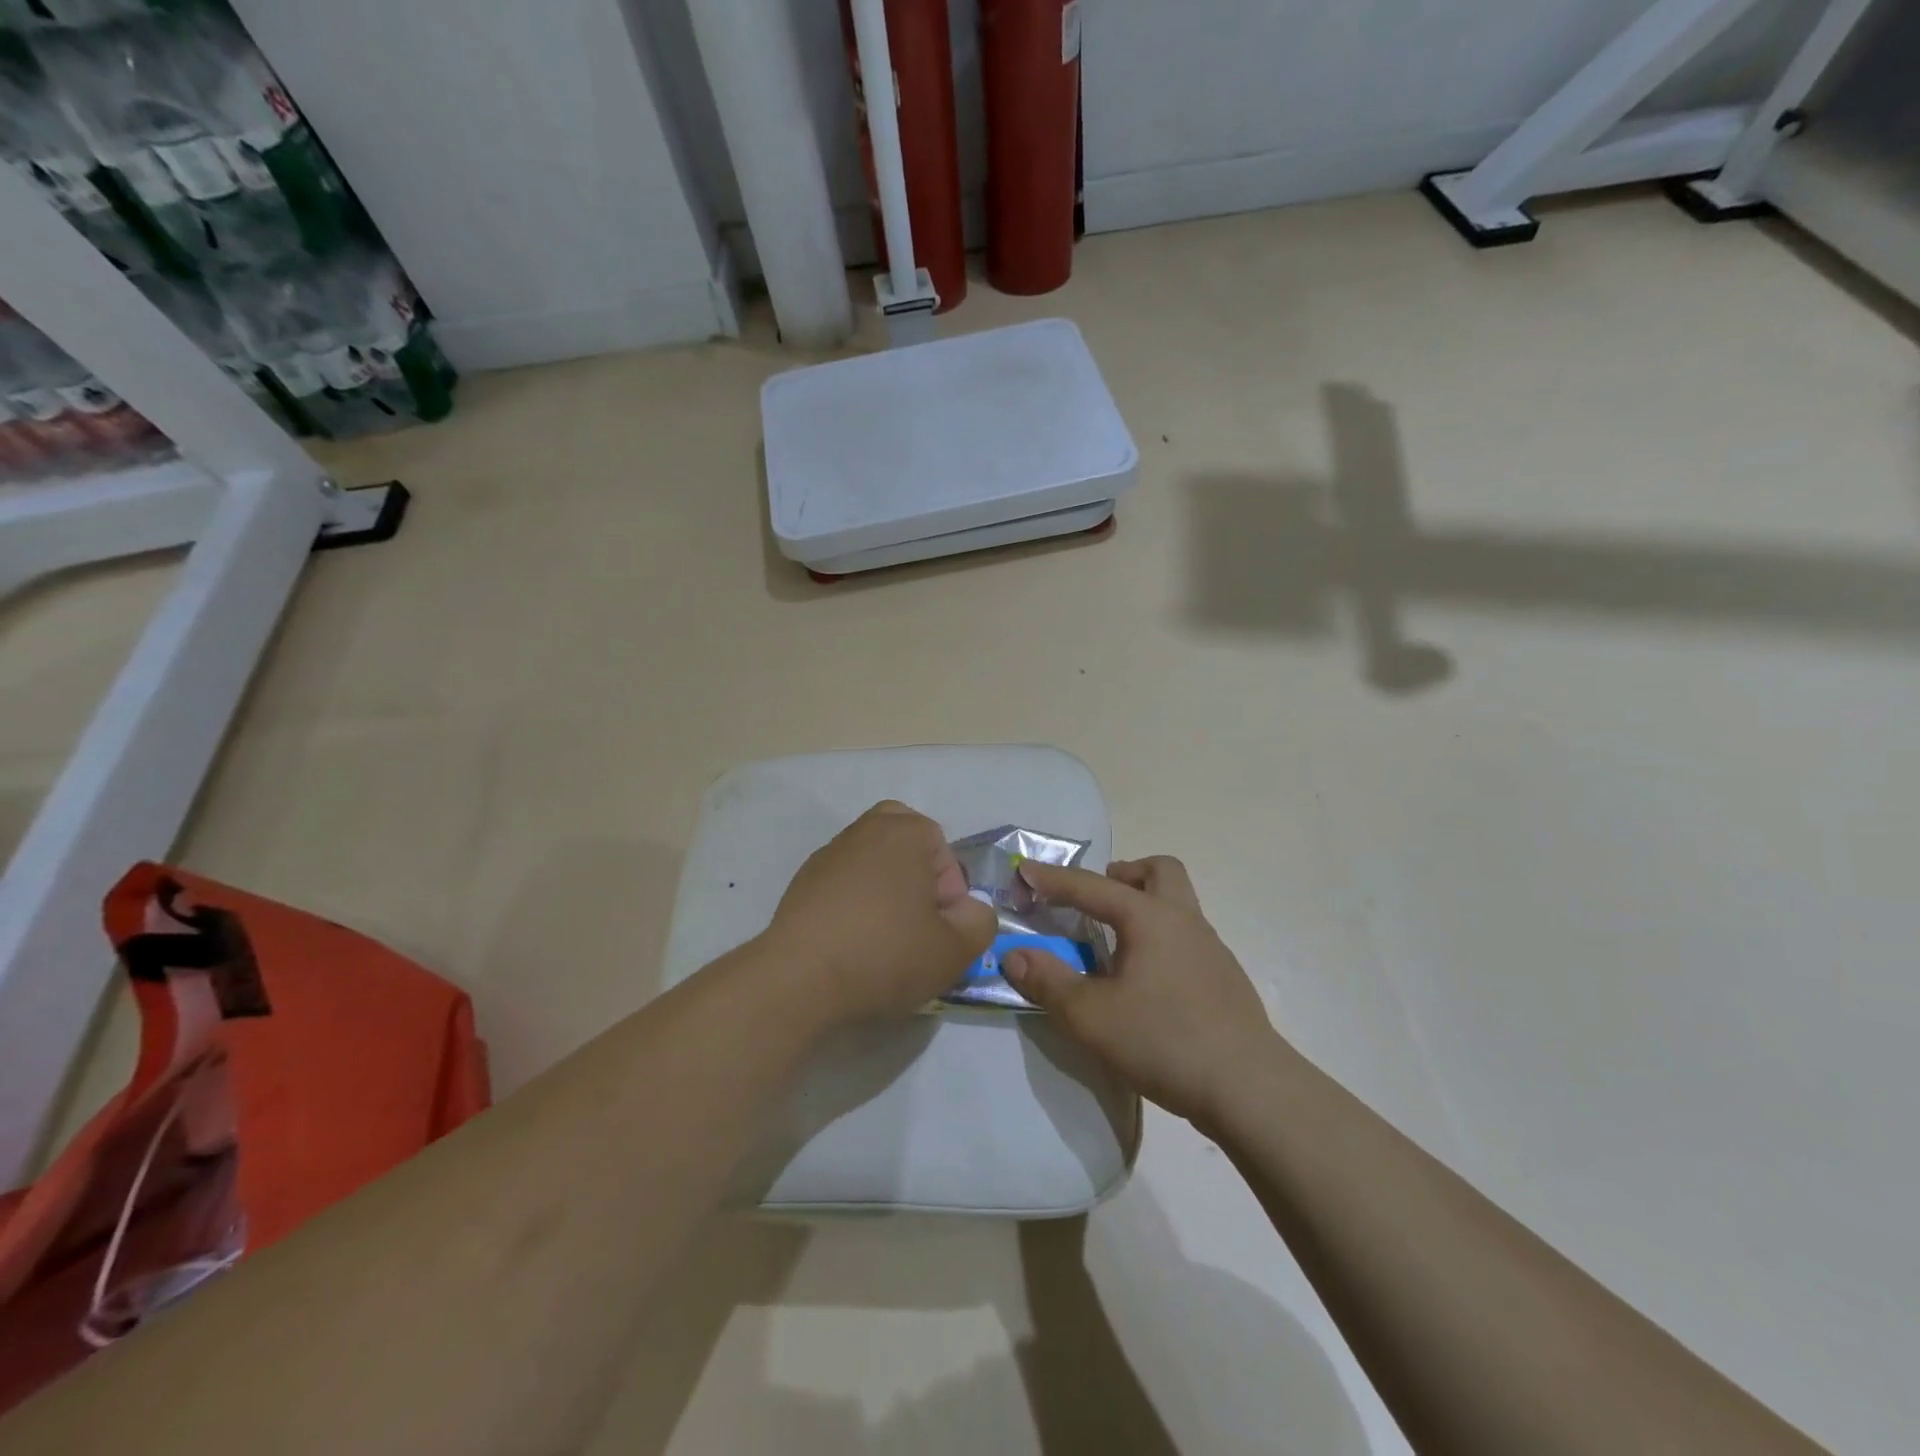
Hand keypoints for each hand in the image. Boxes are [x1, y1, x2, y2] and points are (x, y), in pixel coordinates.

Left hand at [765, 801, 995, 1024]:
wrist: (798, 980)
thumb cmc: (885, 954)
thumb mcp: (956, 949)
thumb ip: (980, 922)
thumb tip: (969, 910)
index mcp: (905, 831)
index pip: (944, 852)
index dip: (950, 894)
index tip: (939, 929)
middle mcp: (865, 830)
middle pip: (904, 842)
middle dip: (917, 875)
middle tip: (917, 920)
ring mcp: (829, 855)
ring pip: (872, 862)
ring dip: (885, 891)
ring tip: (884, 939)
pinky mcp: (802, 883)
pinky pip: (843, 885)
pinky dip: (854, 905)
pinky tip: (852, 944)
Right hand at [1003, 856, 1281, 1122]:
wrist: (1249, 1089)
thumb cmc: (1164, 1041)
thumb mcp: (1090, 1016)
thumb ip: (1048, 981)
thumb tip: (1013, 955)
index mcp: (1150, 918)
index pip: (1093, 886)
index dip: (1054, 878)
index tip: (1025, 871)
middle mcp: (1184, 921)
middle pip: (1159, 872)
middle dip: (1123, 874)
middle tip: (1093, 900)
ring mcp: (1211, 950)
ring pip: (1177, 904)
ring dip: (1142, 907)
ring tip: (1113, 943)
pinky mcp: (1224, 979)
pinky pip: (1185, 938)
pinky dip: (1159, 940)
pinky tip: (1145, 981)